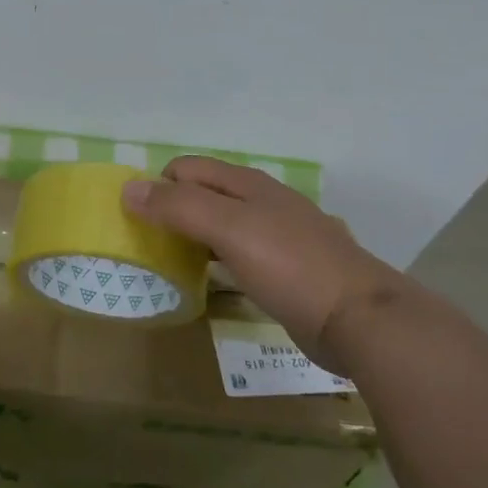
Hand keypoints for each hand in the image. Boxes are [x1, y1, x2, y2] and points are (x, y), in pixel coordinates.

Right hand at [122, 156, 398, 355]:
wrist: (360, 319)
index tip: (138, 221)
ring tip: (171, 262)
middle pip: (204, 193)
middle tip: (149, 244)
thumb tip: (128, 188)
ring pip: (221, 224)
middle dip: (173, 210)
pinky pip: (238, 253)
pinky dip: (217, 259)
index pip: (186, 169)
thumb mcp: (228, 228)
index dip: (158, 187)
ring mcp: (278, 236)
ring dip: (193, 236)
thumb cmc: (290, 266)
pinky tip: (212, 280)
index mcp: (247, 185)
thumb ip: (178, 206)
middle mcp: (262, 202)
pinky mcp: (287, 269)